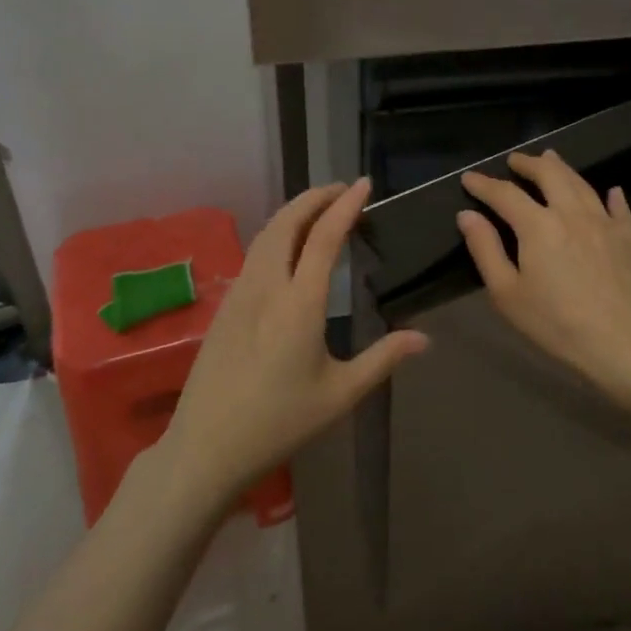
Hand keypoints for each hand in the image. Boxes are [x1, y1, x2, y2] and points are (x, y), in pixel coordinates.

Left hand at [161, 179, 427, 509]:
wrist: (206, 446)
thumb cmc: (279, 422)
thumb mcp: (339, 395)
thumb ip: (382, 360)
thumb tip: (423, 338)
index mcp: (299, 303)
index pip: (324, 236)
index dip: (346, 205)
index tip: (364, 184)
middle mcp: (267, 286)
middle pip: (288, 221)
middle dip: (316, 197)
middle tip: (344, 190)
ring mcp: (240, 292)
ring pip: (267, 233)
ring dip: (294, 212)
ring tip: (320, 209)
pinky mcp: (225, 305)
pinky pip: (255, 252)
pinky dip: (277, 232)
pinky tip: (289, 246)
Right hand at [459, 151, 630, 425]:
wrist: (626, 345)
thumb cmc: (557, 324)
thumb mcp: (508, 294)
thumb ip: (485, 250)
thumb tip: (467, 215)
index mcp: (538, 225)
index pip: (505, 194)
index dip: (484, 184)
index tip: (469, 178)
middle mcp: (572, 212)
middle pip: (549, 174)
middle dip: (528, 164)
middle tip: (514, 160)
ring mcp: (605, 222)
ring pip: (581, 183)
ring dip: (562, 168)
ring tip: (550, 159)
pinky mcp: (630, 238)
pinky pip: (618, 207)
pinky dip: (610, 195)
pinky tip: (611, 191)